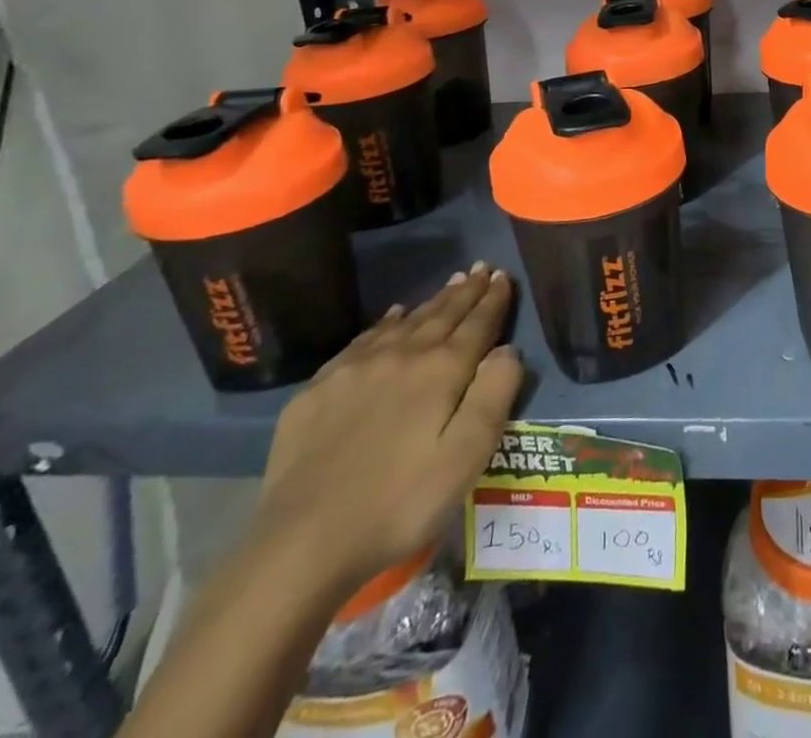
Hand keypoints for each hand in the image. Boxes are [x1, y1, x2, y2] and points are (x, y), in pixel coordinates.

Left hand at [248, 263, 522, 601]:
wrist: (302, 543)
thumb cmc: (401, 503)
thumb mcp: (467, 456)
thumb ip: (494, 394)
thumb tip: (508, 348)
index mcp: (441, 370)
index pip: (477, 323)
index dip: (494, 299)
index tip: (504, 275)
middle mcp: (402, 356)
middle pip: (442, 314)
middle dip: (467, 291)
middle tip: (482, 268)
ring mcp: (356, 369)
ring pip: (406, 322)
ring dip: (433, 301)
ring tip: (452, 282)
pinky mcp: (319, 389)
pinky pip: (363, 340)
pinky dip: (387, 322)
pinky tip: (393, 316)